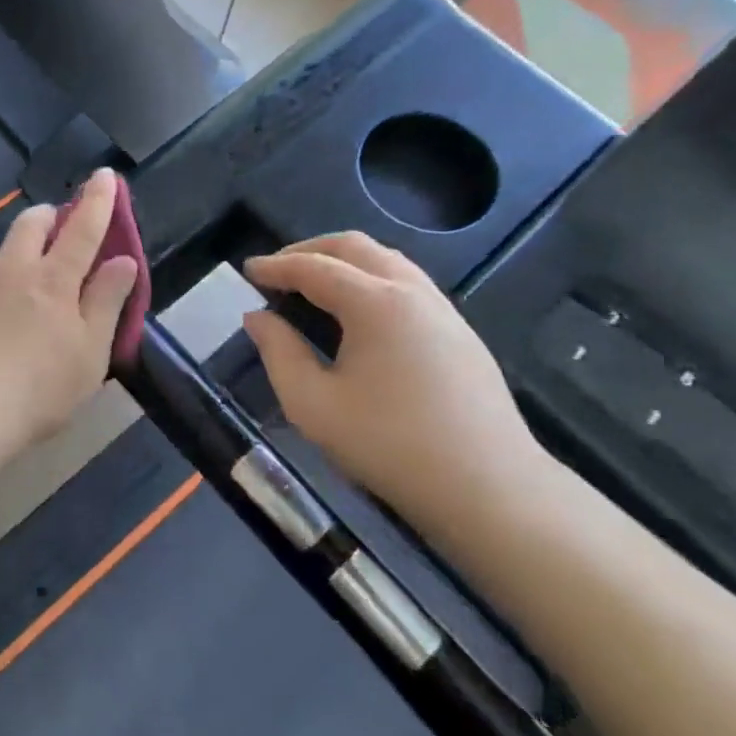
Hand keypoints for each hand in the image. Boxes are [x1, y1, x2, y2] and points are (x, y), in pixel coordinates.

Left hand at [0, 169, 139, 450]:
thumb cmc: (39, 390)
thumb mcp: (90, 355)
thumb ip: (107, 302)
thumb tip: (124, 260)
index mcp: (54, 281)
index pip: (83, 230)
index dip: (97, 200)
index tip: (105, 174)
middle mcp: (10, 268)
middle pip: (29, 224)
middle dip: (43, 217)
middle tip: (49, 229)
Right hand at [242, 233, 545, 529]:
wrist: (489, 489)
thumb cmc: (389, 446)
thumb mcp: (313, 405)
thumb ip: (278, 353)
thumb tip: (258, 317)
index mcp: (375, 303)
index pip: (314, 267)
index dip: (276, 265)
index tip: (246, 270)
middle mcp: (411, 291)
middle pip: (354, 247)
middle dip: (309, 251)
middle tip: (276, 271)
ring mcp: (442, 309)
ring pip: (385, 260)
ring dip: (342, 261)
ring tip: (311, 285)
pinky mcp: (459, 331)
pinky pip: (406, 282)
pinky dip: (369, 278)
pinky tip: (356, 312)